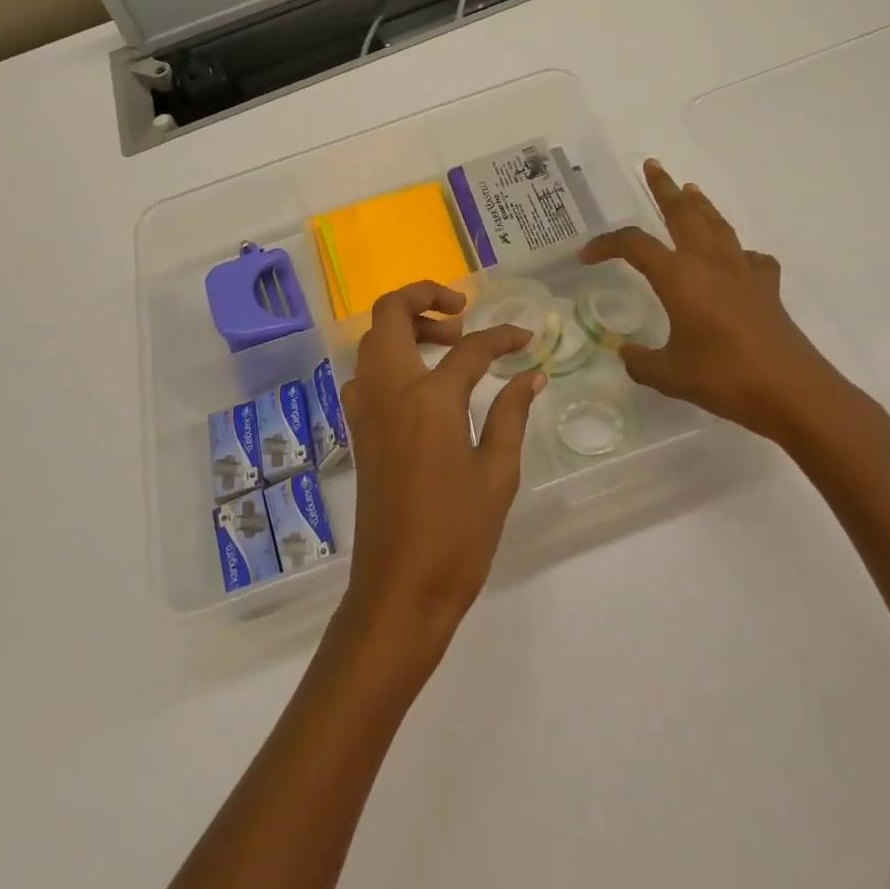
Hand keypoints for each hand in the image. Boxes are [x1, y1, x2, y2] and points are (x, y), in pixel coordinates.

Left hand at [338, 282, 545, 660]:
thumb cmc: (457, 537)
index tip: (525, 339)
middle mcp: (389, 390)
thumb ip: (511, 415)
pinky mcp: (357, 429)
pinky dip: (390, 357)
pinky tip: (423, 384)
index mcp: (430, 400)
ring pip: (372, 338)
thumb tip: (532, 375)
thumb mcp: (497, 475)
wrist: (399, 591)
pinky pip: (366, 372)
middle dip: (425, 297)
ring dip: (405, 325)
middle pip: (390, 313)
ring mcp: (365, 408)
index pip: (471, 348)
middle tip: (462, 312)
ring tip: (447, 344)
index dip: (503, 337)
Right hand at [580, 160, 889, 456]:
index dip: (606, 244)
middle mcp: (709, 263)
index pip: (634, 245)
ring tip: (690, 189)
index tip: (586, 256)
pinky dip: (737, 250)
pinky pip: (749, 257)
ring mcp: (742, 272)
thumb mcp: (669, 375)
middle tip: (652, 166)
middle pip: (682, 213)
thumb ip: (641, 362)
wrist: (791, 391)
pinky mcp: (766, 287)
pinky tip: (734, 259)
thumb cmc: (724, 377)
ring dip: (700, 204)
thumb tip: (627, 355)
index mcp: (678, 276)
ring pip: (716, 225)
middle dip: (664, 188)